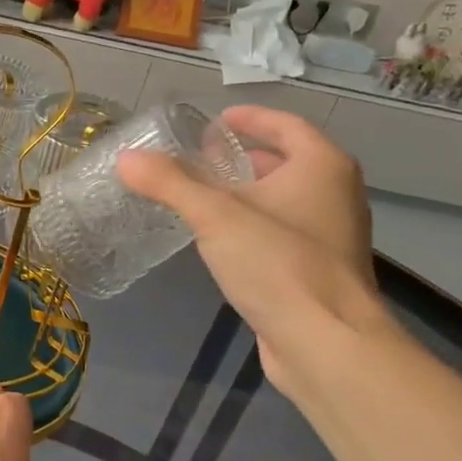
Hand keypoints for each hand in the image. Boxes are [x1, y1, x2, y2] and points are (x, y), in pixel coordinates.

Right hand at [116, 104, 387, 392]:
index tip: (214, 121)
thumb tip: (126, 158)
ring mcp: (331, 235)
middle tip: (199, 161)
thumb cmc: (277, 263)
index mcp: (322, 166)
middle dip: (243, 158)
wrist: (326, 342)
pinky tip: (221, 242)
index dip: (249, 118)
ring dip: (246, 194)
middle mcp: (335, 194)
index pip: (285, 125)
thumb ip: (169, 184)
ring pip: (284, 200)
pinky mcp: (318, 271)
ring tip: (202, 198)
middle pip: (286, 162)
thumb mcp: (215, 216)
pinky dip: (253, 225)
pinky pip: (282, 232)